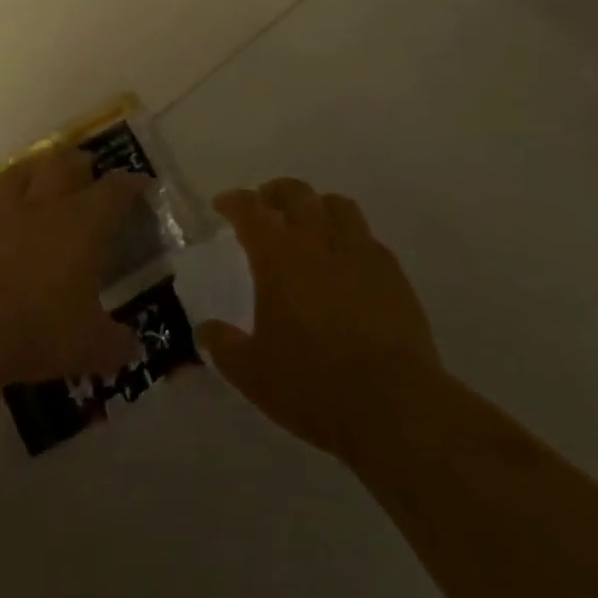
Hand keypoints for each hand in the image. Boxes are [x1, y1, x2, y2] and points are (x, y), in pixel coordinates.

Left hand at [0, 149, 145, 385]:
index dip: (129, 184)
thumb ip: (115, 343)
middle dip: (77, 163)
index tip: (139, 182)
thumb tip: (132, 349)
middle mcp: (42, 207)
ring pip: (15, 176)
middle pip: (63, 166)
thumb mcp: (90, 347)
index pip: (114, 192)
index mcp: (82, 225)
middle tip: (85, 166)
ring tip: (34, 175)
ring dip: (28, 173)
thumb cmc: (40, 330)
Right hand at [197, 178, 442, 467]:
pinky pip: (366, 236)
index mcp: (278, 255)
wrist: (393, 404)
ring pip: (336, 205)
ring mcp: (359, 251)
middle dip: (275, 193)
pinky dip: (349, 237)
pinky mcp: (391, 271)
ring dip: (316, 206)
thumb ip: (223, 346)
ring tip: (309, 224)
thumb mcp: (252, 374)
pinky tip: (346, 260)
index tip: (223, 204)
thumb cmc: (313, 384)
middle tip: (265, 206)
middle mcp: (317, 239)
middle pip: (295, 193)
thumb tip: (204, 331)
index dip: (234, 201)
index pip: (250, 210)